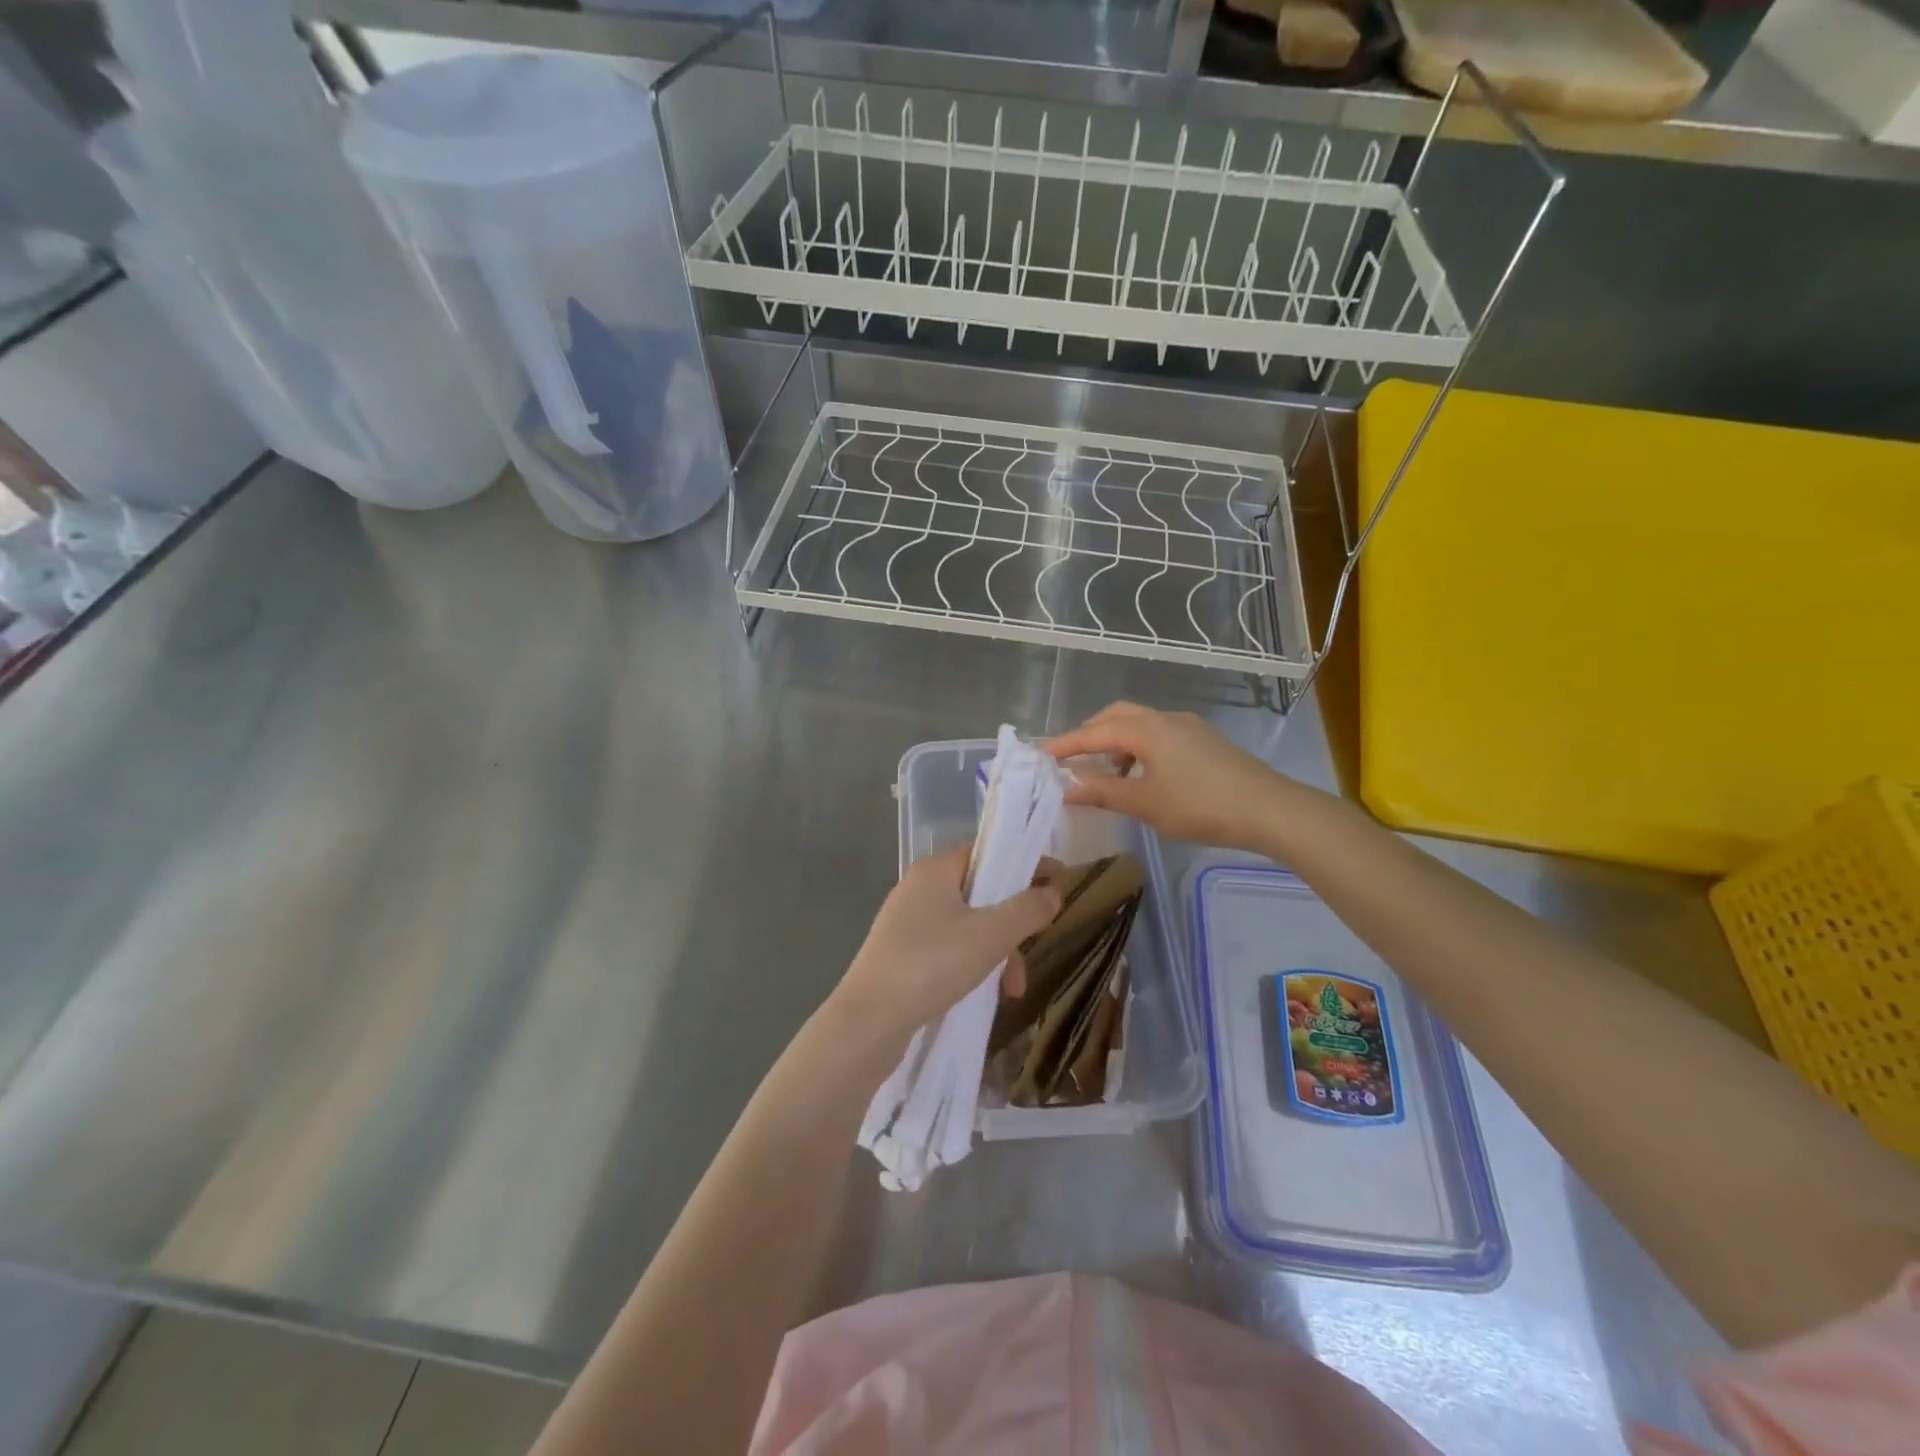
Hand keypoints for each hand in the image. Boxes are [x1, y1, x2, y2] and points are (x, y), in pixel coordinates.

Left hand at [828, 846, 1061, 1048]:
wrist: (869, 1022)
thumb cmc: (932, 964)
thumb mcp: (991, 935)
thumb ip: (1027, 909)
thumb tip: (1053, 891)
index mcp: (935, 870)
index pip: (988, 852)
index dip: (1024, 865)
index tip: (1058, 885)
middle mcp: (918, 889)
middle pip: (980, 892)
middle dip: (1012, 923)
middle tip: (1034, 947)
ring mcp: (907, 923)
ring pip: (968, 926)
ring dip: (997, 952)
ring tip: (1012, 989)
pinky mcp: (902, 955)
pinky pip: (949, 949)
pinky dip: (973, 965)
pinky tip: (985, 994)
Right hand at [1046, 701, 1290, 851]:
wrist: (1269, 808)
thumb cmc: (1200, 805)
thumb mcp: (1146, 803)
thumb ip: (1104, 793)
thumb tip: (1069, 789)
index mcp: (1145, 729)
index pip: (1093, 733)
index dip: (1064, 744)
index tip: (1039, 754)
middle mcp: (1164, 718)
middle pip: (1116, 716)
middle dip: (1089, 734)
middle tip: (1071, 758)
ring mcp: (1188, 727)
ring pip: (1139, 724)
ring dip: (1115, 742)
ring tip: (1106, 772)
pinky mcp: (1204, 740)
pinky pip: (1158, 734)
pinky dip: (1138, 747)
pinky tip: (1142, 775)